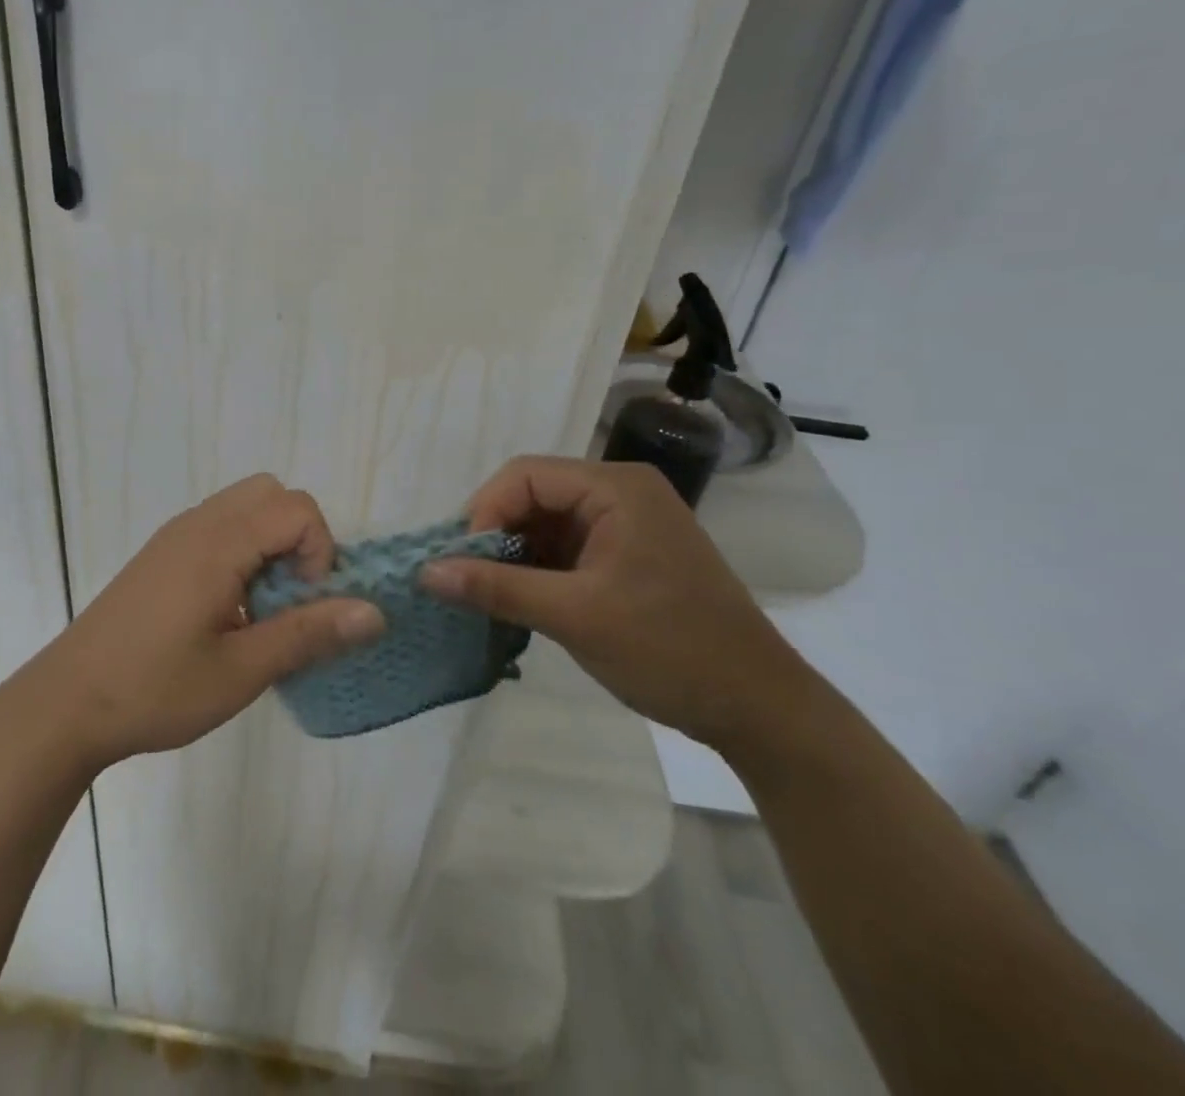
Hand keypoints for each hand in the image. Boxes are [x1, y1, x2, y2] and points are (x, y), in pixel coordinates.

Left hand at [4, 475, 384, 771]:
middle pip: (272, 493)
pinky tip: (228, 609)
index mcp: (218, 542)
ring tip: (260, 607)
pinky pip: (219, 525)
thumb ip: (309, 633)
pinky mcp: (162, 553)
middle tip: (288, 598)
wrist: (66, 703)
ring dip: (270, 543)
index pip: (297, 508)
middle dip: (299, 537)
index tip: (304, 606)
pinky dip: (243, 549)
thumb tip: (375, 612)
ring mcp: (175, 535)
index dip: (319, 553)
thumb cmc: (156, 689)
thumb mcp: (241, 670)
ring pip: (245, 505)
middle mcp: (197, 523)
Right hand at [420, 456, 817, 753]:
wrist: (759, 709)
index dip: (483, 512)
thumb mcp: (575, 616)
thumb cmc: (671, 650)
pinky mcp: (626, 554)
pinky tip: (519, 601)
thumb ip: (496, 588)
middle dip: (494, 535)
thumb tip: (425, 572)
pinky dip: (536, 570)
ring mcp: (625, 523)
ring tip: (487, 596)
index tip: (460, 563)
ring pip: (544, 523)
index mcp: (615, 487)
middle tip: (466, 581)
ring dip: (512, 555)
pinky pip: (565, 547)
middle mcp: (620, 492)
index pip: (524, 475)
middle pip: (532, 494)